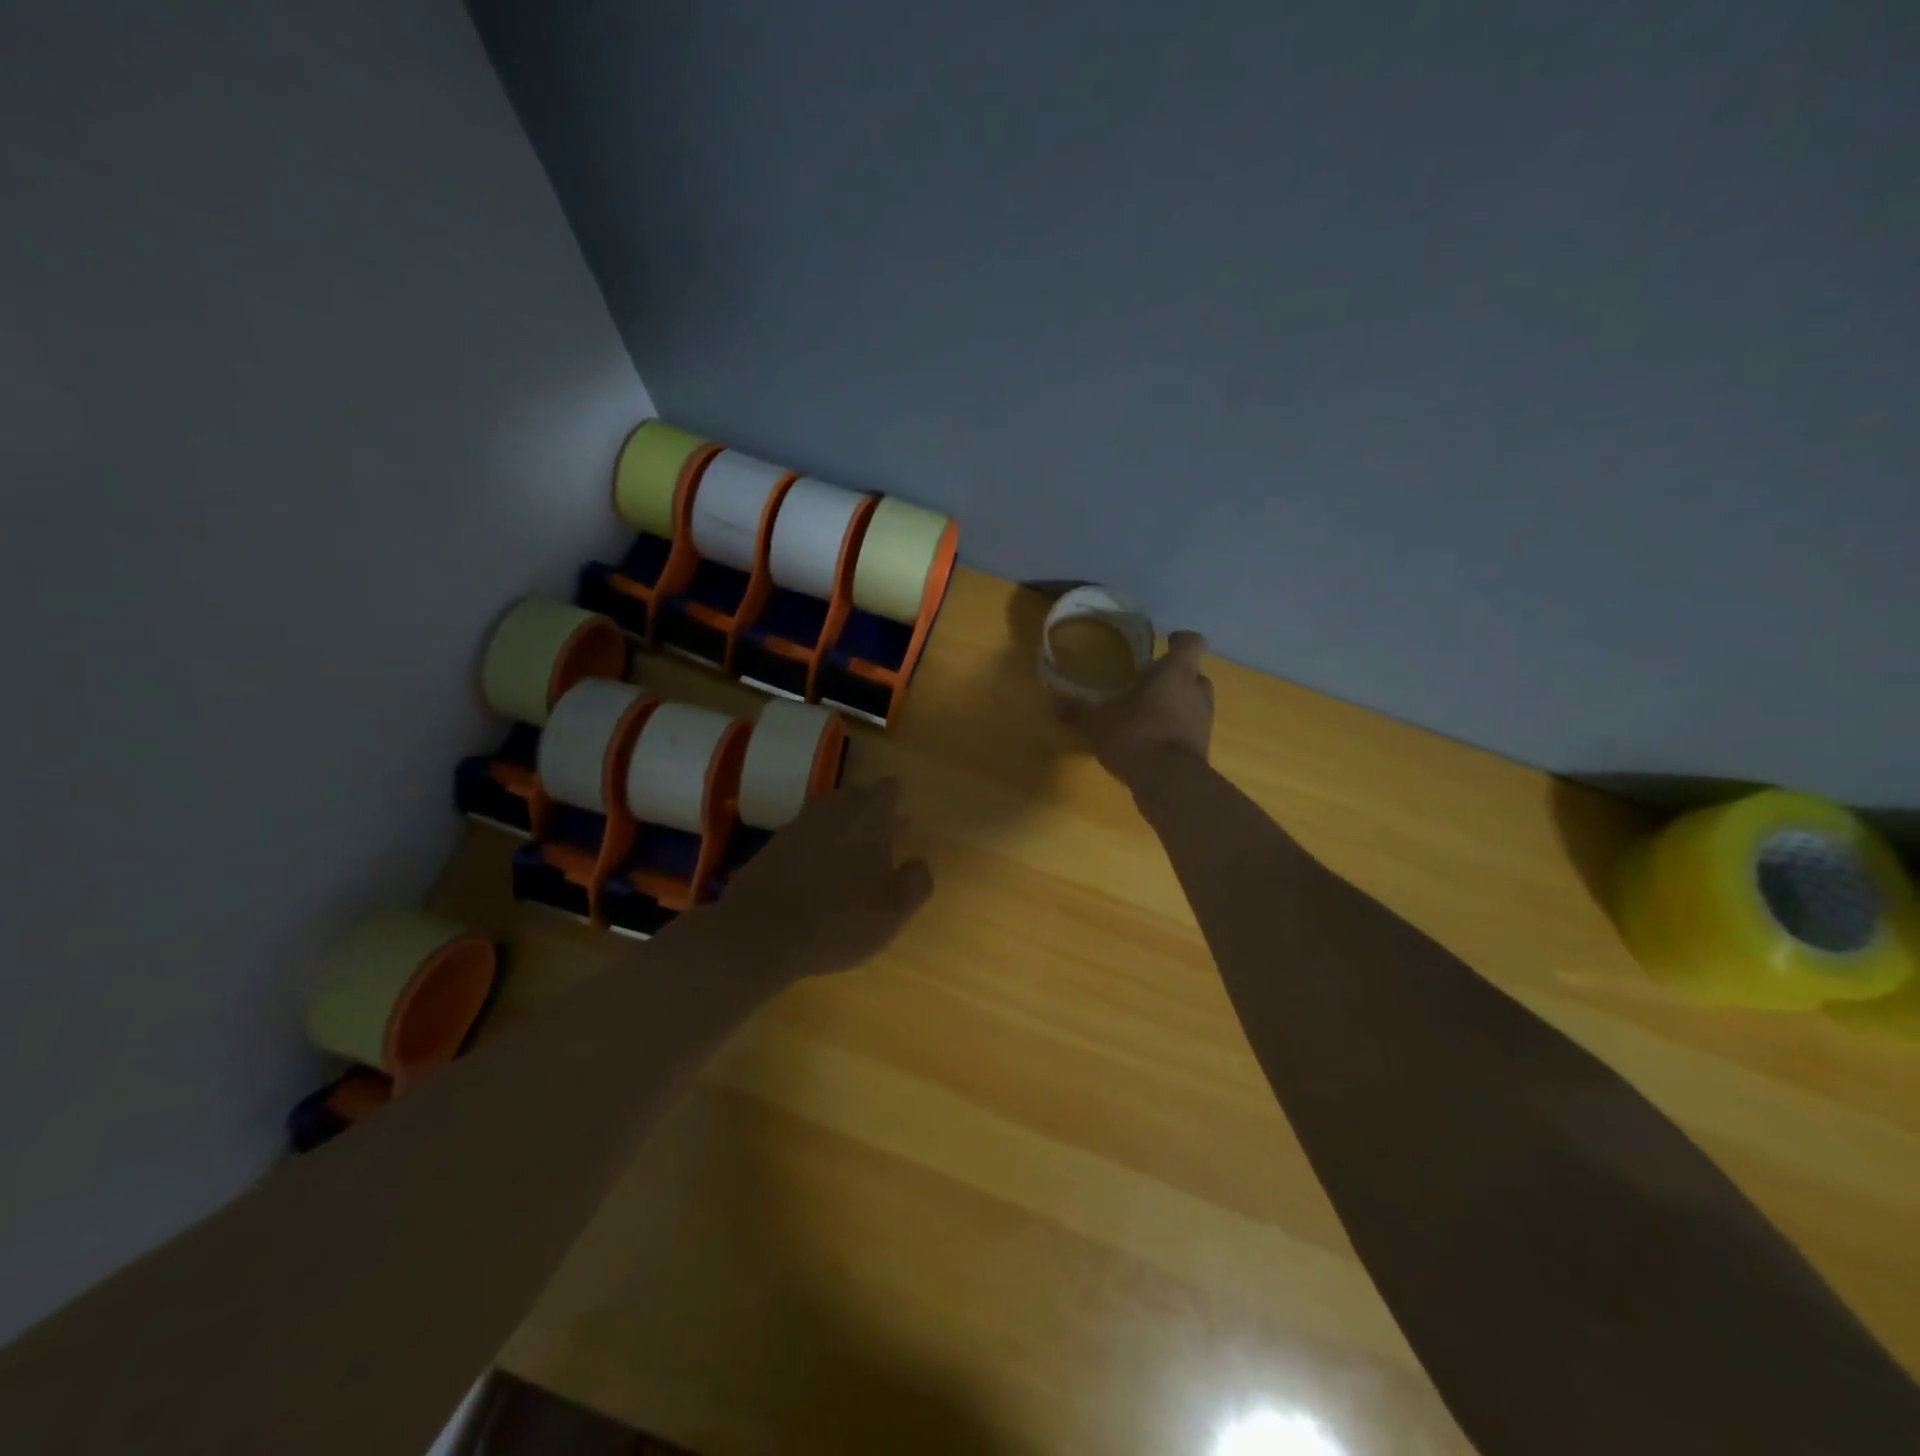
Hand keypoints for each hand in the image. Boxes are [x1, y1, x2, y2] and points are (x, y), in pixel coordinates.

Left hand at [686, 778, 933, 984]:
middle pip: (857, 799)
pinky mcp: (770, 847)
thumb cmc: (841, 917)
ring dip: (842, 837)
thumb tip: (918, 864)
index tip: (904, 832)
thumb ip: (917, 881)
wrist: (759, 934)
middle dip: (872, 819)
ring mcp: (796, 825)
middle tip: (883, 851)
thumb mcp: (896, 908)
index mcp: (867, 811)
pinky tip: (817, 886)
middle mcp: (832, 807)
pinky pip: (804, 841)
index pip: (890, 789)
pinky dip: (814, 855)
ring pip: (829, 819)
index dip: (899, 808)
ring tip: (851, 872)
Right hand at [1056, 629, 1213, 790]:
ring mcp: (1204, 721)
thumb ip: (1078, 709)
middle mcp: (1197, 691)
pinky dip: (1176, 731)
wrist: (1169, 782)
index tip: (1166, 641)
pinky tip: (1152, 742)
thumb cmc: (1136, 734)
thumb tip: (1055, 700)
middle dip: (1175, 676)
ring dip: (1176, 705)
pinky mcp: (1203, 748)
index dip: (1180, 640)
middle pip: (1194, 674)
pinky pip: (1190, 730)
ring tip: (1148, 714)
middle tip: (1149, 683)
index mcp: (1176, 672)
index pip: (1191, 642)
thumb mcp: (1097, 721)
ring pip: (1194, 703)